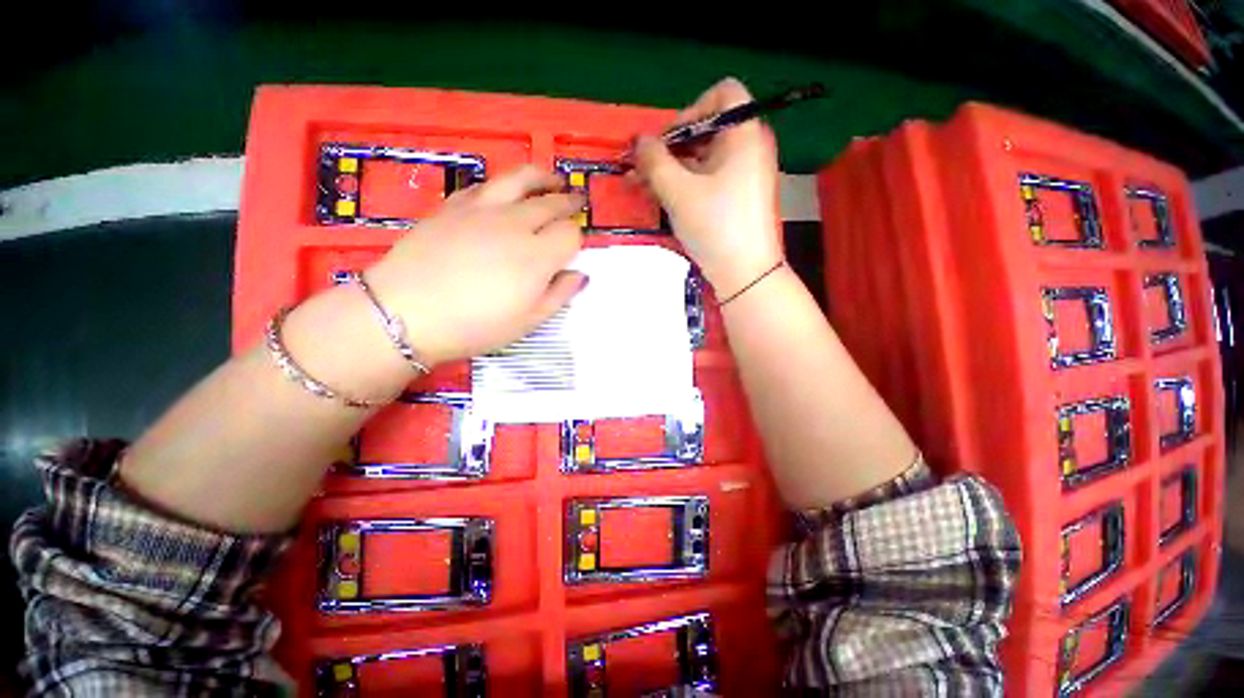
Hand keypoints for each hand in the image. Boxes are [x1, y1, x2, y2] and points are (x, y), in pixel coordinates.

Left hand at [365, 166, 586, 365]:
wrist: (407, 312)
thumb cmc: (475, 325)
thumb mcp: (527, 322)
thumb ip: (559, 295)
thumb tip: (580, 275)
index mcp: (537, 256)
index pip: (570, 234)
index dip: (576, 239)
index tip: (573, 249)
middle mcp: (515, 224)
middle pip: (551, 203)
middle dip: (569, 201)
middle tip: (577, 201)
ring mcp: (483, 209)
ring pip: (520, 180)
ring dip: (542, 178)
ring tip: (552, 179)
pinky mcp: (454, 206)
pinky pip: (485, 185)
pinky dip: (503, 185)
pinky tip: (505, 192)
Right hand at [634, 78, 782, 296]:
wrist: (745, 274)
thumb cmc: (715, 227)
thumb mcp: (678, 192)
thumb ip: (654, 160)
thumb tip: (638, 141)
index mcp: (744, 134)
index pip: (723, 93)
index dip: (691, 110)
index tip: (669, 142)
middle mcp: (749, 149)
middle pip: (708, 129)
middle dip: (671, 147)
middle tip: (643, 170)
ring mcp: (745, 176)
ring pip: (705, 158)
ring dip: (672, 169)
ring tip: (643, 187)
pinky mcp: (738, 199)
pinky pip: (709, 180)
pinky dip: (686, 185)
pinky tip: (663, 200)